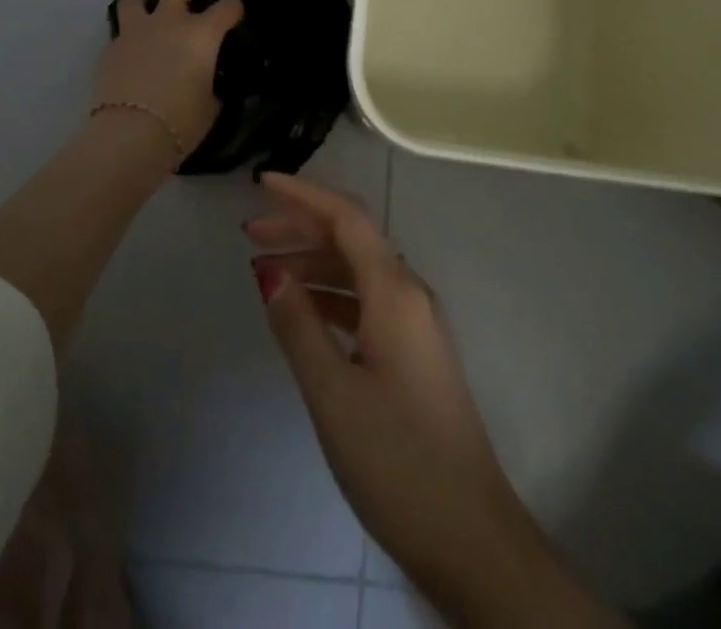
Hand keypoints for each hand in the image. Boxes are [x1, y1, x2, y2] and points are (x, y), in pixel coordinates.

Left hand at [92, 0, 242, 161]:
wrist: (131, 135)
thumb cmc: (182, 122)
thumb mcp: (211, 105)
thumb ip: (211, 84)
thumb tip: (208, 81)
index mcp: (202, 34)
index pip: (227, 7)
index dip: (233, 9)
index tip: (234, 16)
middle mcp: (170, 22)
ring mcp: (136, 31)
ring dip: (144, 5)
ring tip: (148, 18)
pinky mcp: (110, 48)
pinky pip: (120, 33)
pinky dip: (128, 40)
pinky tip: (131, 55)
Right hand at [247, 174, 617, 627]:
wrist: (469, 536)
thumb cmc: (396, 458)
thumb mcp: (333, 392)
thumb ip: (298, 325)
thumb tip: (269, 270)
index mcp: (395, 291)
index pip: (347, 218)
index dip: (304, 195)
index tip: (261, 183)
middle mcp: (410, 293)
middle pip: (352, 240)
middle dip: (302, 228)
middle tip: (250, 233)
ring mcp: (416, 324)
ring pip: (358, 272)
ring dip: (313, 264)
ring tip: (265, 271)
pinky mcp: (414, 352)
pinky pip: (367, 302)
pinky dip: (331, 296)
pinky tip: (303, 312)